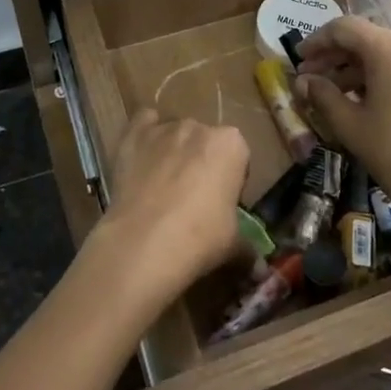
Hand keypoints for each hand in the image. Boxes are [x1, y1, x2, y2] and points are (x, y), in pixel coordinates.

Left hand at [96, 109, 248, 300]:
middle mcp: (199, 127)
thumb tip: (257, 265)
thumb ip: (247, 246)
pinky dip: (145, 136)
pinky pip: (143, 123)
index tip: (222, 203)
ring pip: (174, 134)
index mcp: (231, 145)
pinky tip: (142, 159)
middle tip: (192, 199)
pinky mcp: (133, 135)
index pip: (238, 156)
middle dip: (202, 163)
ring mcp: (164, 128)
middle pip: (205, 142)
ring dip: (173, 152)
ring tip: (162, 187)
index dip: (231, 180)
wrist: (143, 243)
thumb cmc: (199, 238)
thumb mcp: (233, 245)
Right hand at [294, 16, 390, 236]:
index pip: (345, 28)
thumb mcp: (350, 125)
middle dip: (336, 57)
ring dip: (358, 69)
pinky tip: (367, 101)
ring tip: (335, 93)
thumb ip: (322, 95)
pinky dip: (382, 77)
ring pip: (388, 54)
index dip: (317, 41)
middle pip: (368, 39)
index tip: (298, 59)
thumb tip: (303, 81)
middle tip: (311, 78)